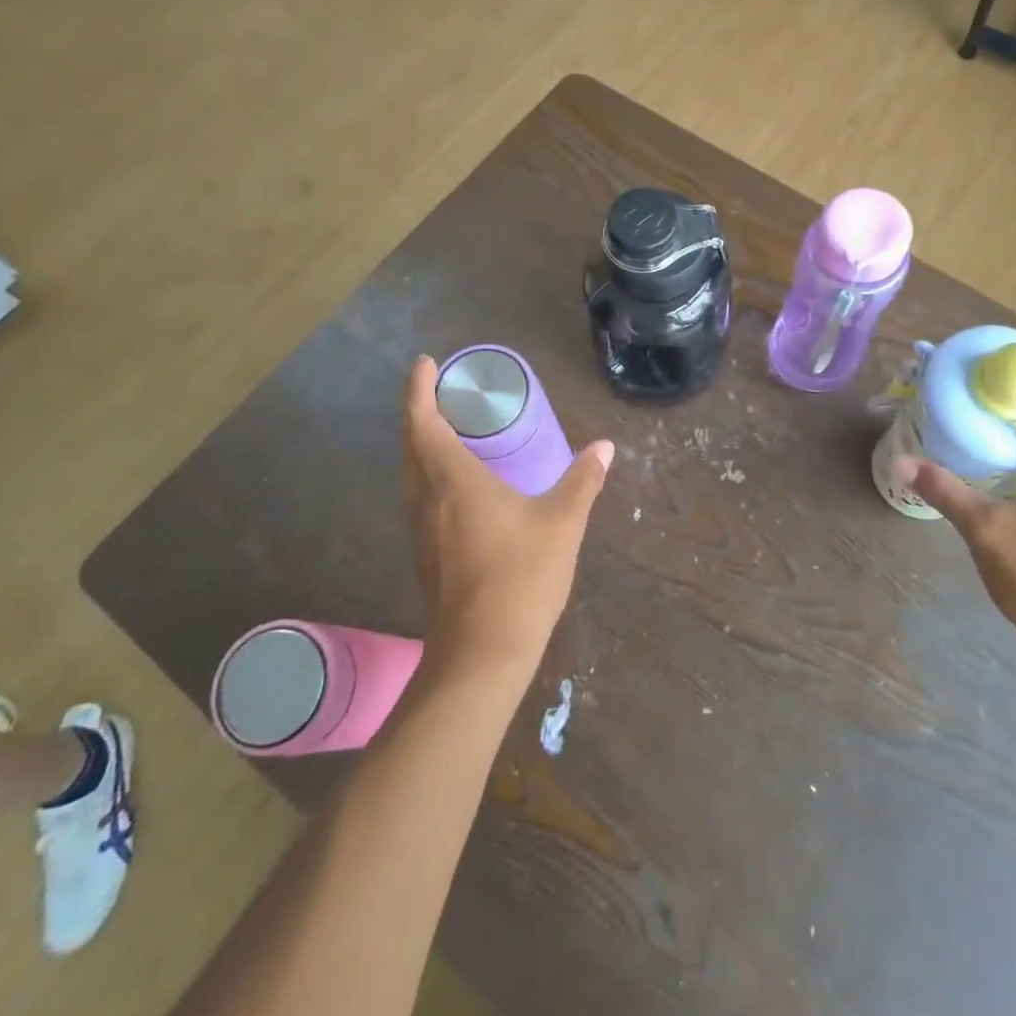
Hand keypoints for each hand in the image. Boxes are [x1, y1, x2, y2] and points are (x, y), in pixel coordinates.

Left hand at [401, 355, 612, 677]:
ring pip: (410, 471)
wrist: (481, 653)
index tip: (425, 363)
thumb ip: (582, 481)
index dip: (419, 388)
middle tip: (445, 391)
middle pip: (410, 442)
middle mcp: (426, 497)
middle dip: (420, 410)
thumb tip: (604, 447)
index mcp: (452, 479)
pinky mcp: (423, 552)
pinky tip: (456, 483)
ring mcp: (419, 528)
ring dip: (421, 443)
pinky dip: (429, 472)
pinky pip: (418, 495)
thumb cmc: (520, 577)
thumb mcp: (561, 523)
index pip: (423, 420)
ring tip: (450, 428)